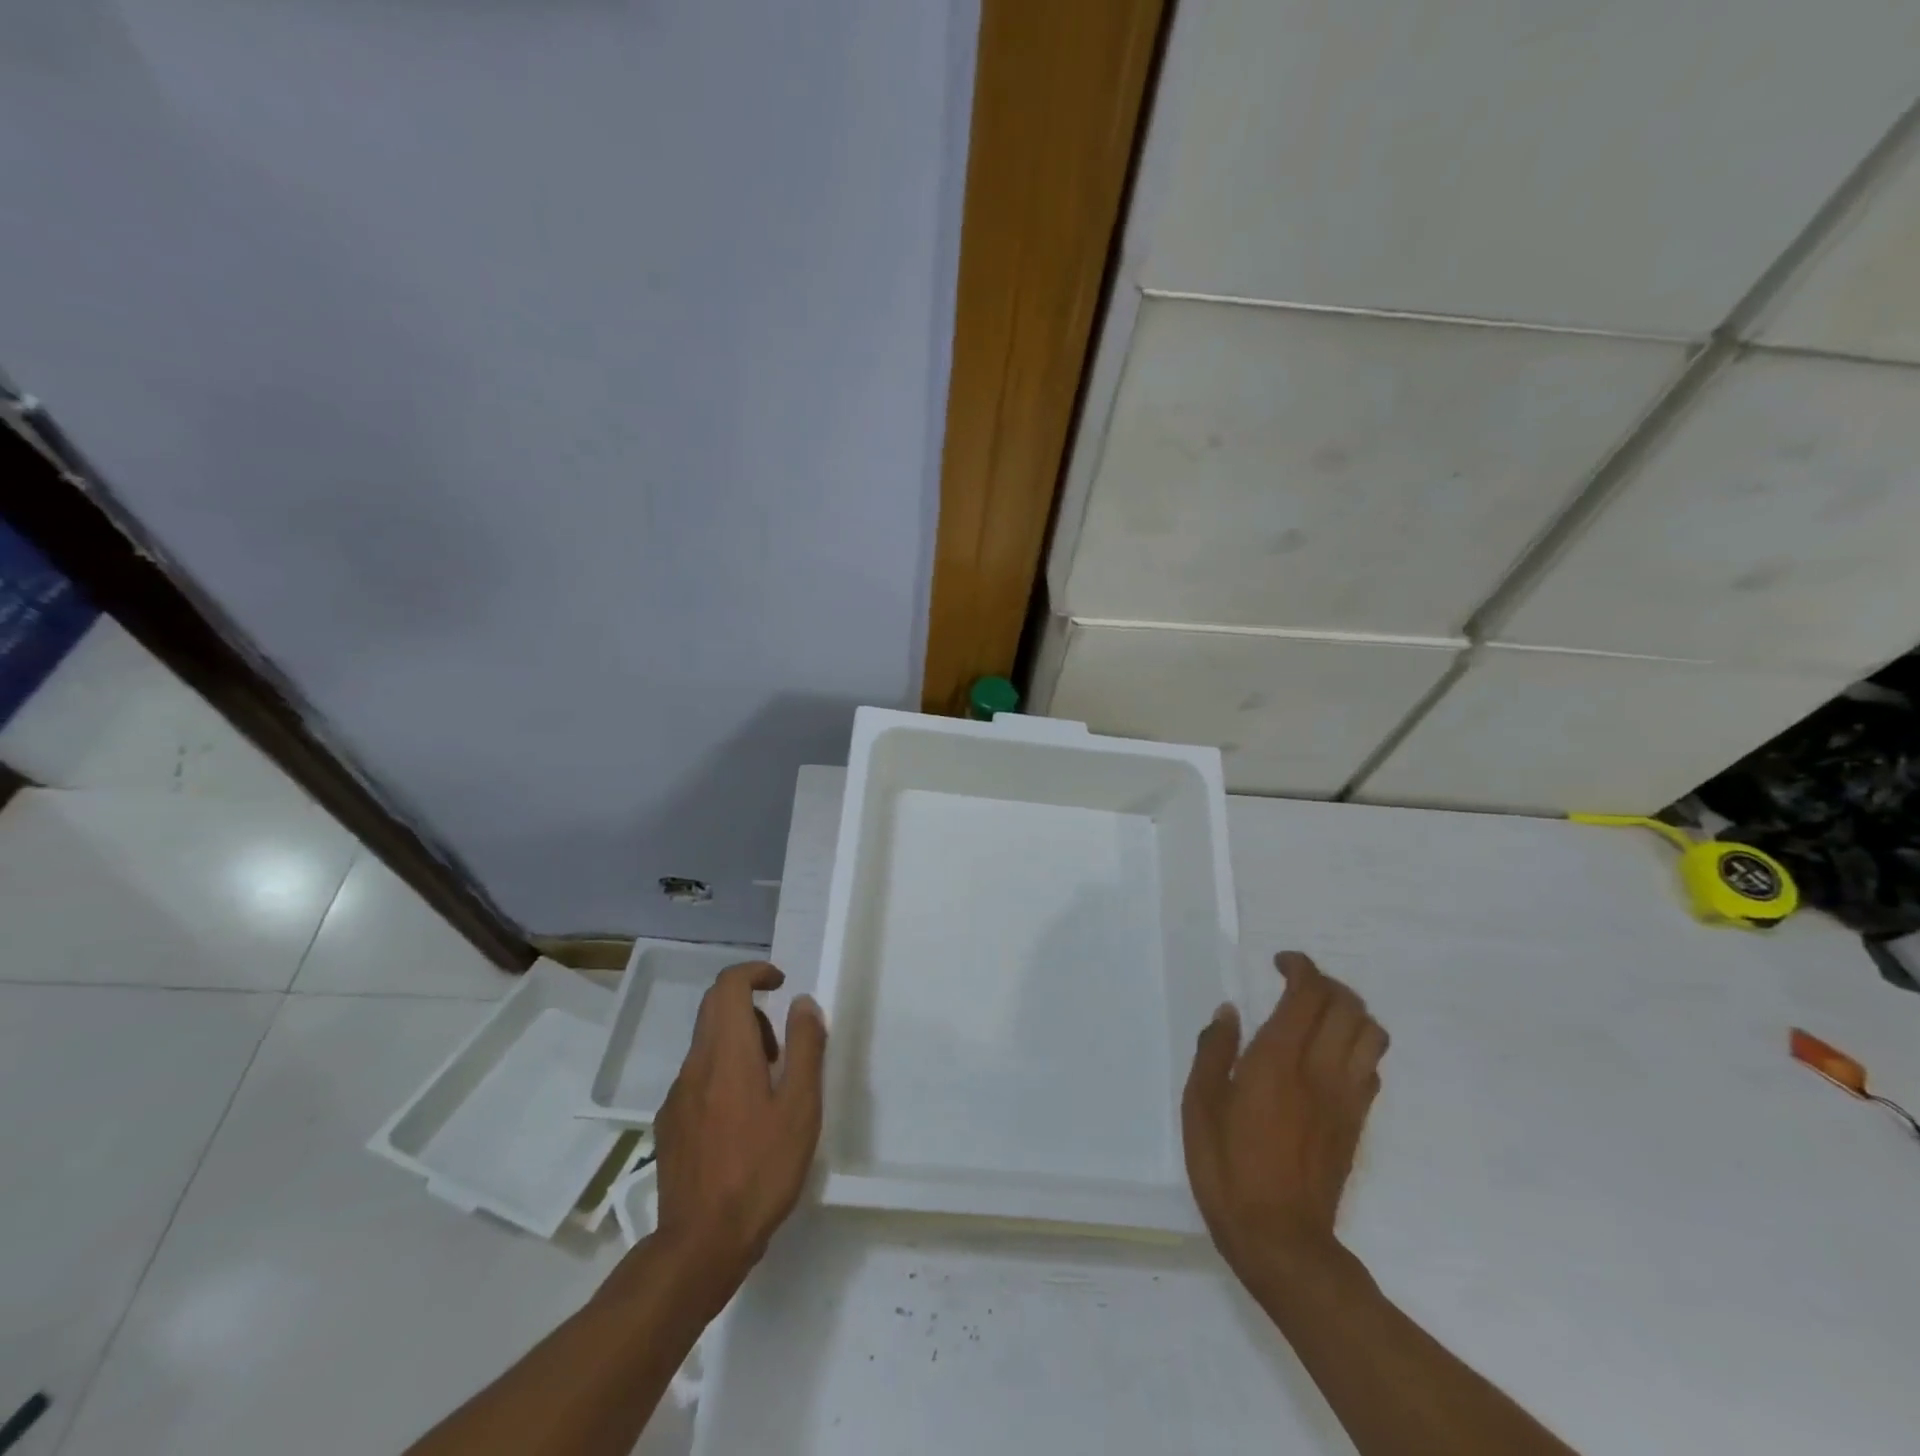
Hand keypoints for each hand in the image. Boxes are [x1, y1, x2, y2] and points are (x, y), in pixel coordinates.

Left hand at [653, 962, 825, 1303]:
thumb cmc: (761, 1170)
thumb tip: (802, 1003)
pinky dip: (723, 1072)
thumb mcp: (801, 1108)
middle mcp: (696, 1065)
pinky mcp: (670, 1123)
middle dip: (750, 1006)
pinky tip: (742, 1118)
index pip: (729, 986)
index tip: (780, 982)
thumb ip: (805, 1048)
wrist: (700, 1244)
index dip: (754, 972)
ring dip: (739, 1042)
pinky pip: (698, 1076)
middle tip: (782, 1043)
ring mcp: (677, 1095)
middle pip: (714, 1008)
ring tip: (770, 1085)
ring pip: (707, 1043)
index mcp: (728, 1054)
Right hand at [1182, 952, 1387, 1289]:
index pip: (1308, 995)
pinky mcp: (1357, 1123)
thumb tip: (1228, 1012)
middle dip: (1326, 982)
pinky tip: (1328, 1055)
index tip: (1279, 962)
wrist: (1282, 1242)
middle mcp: (1320, 1071)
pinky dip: (1357, 1045)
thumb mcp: (1200, 1106)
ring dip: (1350, 1011)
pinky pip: (1372, 1067)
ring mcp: (1346, 1098)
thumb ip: (1214, 1052)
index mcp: (1277, 1061)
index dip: (1300, 967)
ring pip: (1371, 1034)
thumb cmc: (1228, 1169)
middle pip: (1348, 1006)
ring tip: (1318, 1014)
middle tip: (1296, 984)